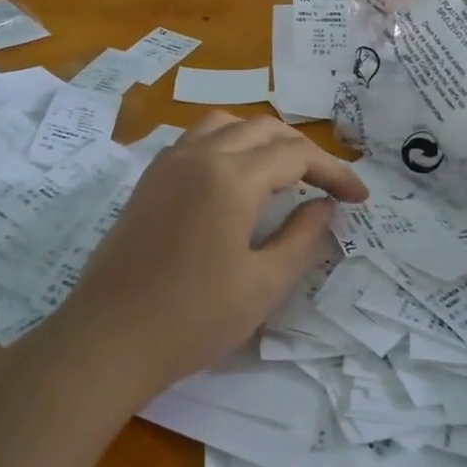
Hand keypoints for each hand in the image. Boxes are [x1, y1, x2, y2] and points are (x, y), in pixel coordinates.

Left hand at [58, 113, 367, 401]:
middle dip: (303, 151)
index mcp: (230, 177)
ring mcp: (167, 164)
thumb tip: (325, 206)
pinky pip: (197, 140)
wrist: (107, 340)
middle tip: (327, 186)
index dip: (334, 172)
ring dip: (263, 140)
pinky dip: (228, 145)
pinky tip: (235, 181)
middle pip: (263, 129)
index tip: (359, 199)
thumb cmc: (192, 318)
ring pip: (226, 125)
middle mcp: (198, 155)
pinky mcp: (148, 180)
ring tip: (283, 173)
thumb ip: (303, 238)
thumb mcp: (263, 285)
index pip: (296, 155)